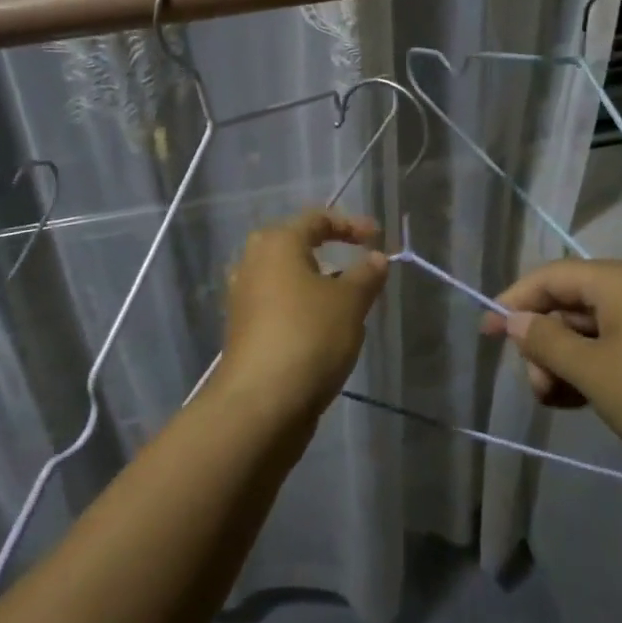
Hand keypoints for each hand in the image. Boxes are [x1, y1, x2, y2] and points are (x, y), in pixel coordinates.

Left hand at [221, 210, 388, 413]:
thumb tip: (377, 258)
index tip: (378, 238)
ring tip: (347, 300)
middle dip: (331, 253)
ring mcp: (243, 297)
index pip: (317, 218)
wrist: (260, 403)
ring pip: (287, 278)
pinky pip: (279, 305)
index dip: (351, 225)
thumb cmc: (309, 336)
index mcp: (276, 242)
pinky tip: (324, 329)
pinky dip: (302, 308)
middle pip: (297, 246)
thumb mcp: (350, 302)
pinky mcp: (243, 329)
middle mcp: (252, 262)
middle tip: (360, 265)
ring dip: (317, 284)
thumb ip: (366, 275)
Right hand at [485, 259, 621, 481]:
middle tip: (536, 386)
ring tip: (555, 402)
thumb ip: (545, 340)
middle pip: (567, 304)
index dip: (513, 301)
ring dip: (562, 363)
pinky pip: (612, 351)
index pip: (549, 277)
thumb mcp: (591, 371)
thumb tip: (512, 319)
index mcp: (617, 281)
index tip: (486, 333)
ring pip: (587, 332)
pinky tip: (577, 403)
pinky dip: (589, 372)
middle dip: (542, 344)